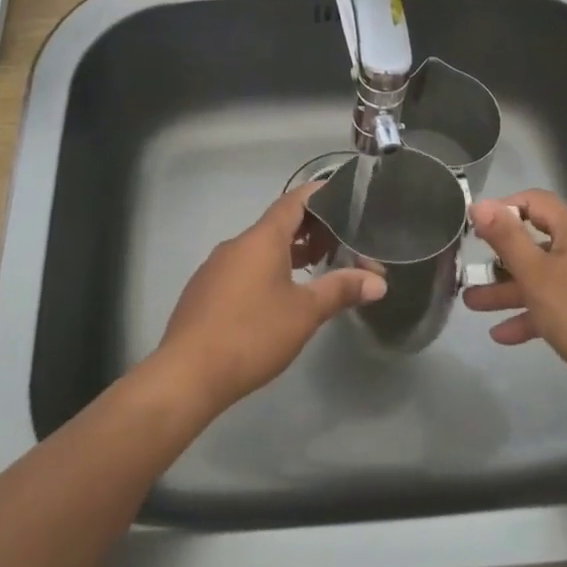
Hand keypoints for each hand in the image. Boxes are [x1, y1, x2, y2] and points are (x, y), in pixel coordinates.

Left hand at [147, 184, 386, 418]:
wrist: (188, 373)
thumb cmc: (252, 333)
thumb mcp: (305, 312)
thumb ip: (341, 290)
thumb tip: (378, 281)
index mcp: (262, 238)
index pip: (294, 201)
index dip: (318, 194)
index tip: (342, 193)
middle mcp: (237, 244)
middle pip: (278, 224)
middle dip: (310, 229)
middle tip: (341, 240)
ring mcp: (216, 267)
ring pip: (259, 248)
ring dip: (289, 252)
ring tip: (317, 267)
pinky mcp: (205, 291)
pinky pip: (243, 267)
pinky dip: (267, 269)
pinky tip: (279, 295)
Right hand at [463, 190, 566, 390]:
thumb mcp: (535, 273)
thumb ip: (506, 237)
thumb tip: (479, 204)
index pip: (535, 201)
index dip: (503, 207)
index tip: (474, 225)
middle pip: (533, 242)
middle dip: (498, 257)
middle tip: (468, 265)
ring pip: (538, 278)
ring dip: (505, 290)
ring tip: (470, 303)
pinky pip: (550, 306)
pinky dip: (526, 316)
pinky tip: (500, 335)